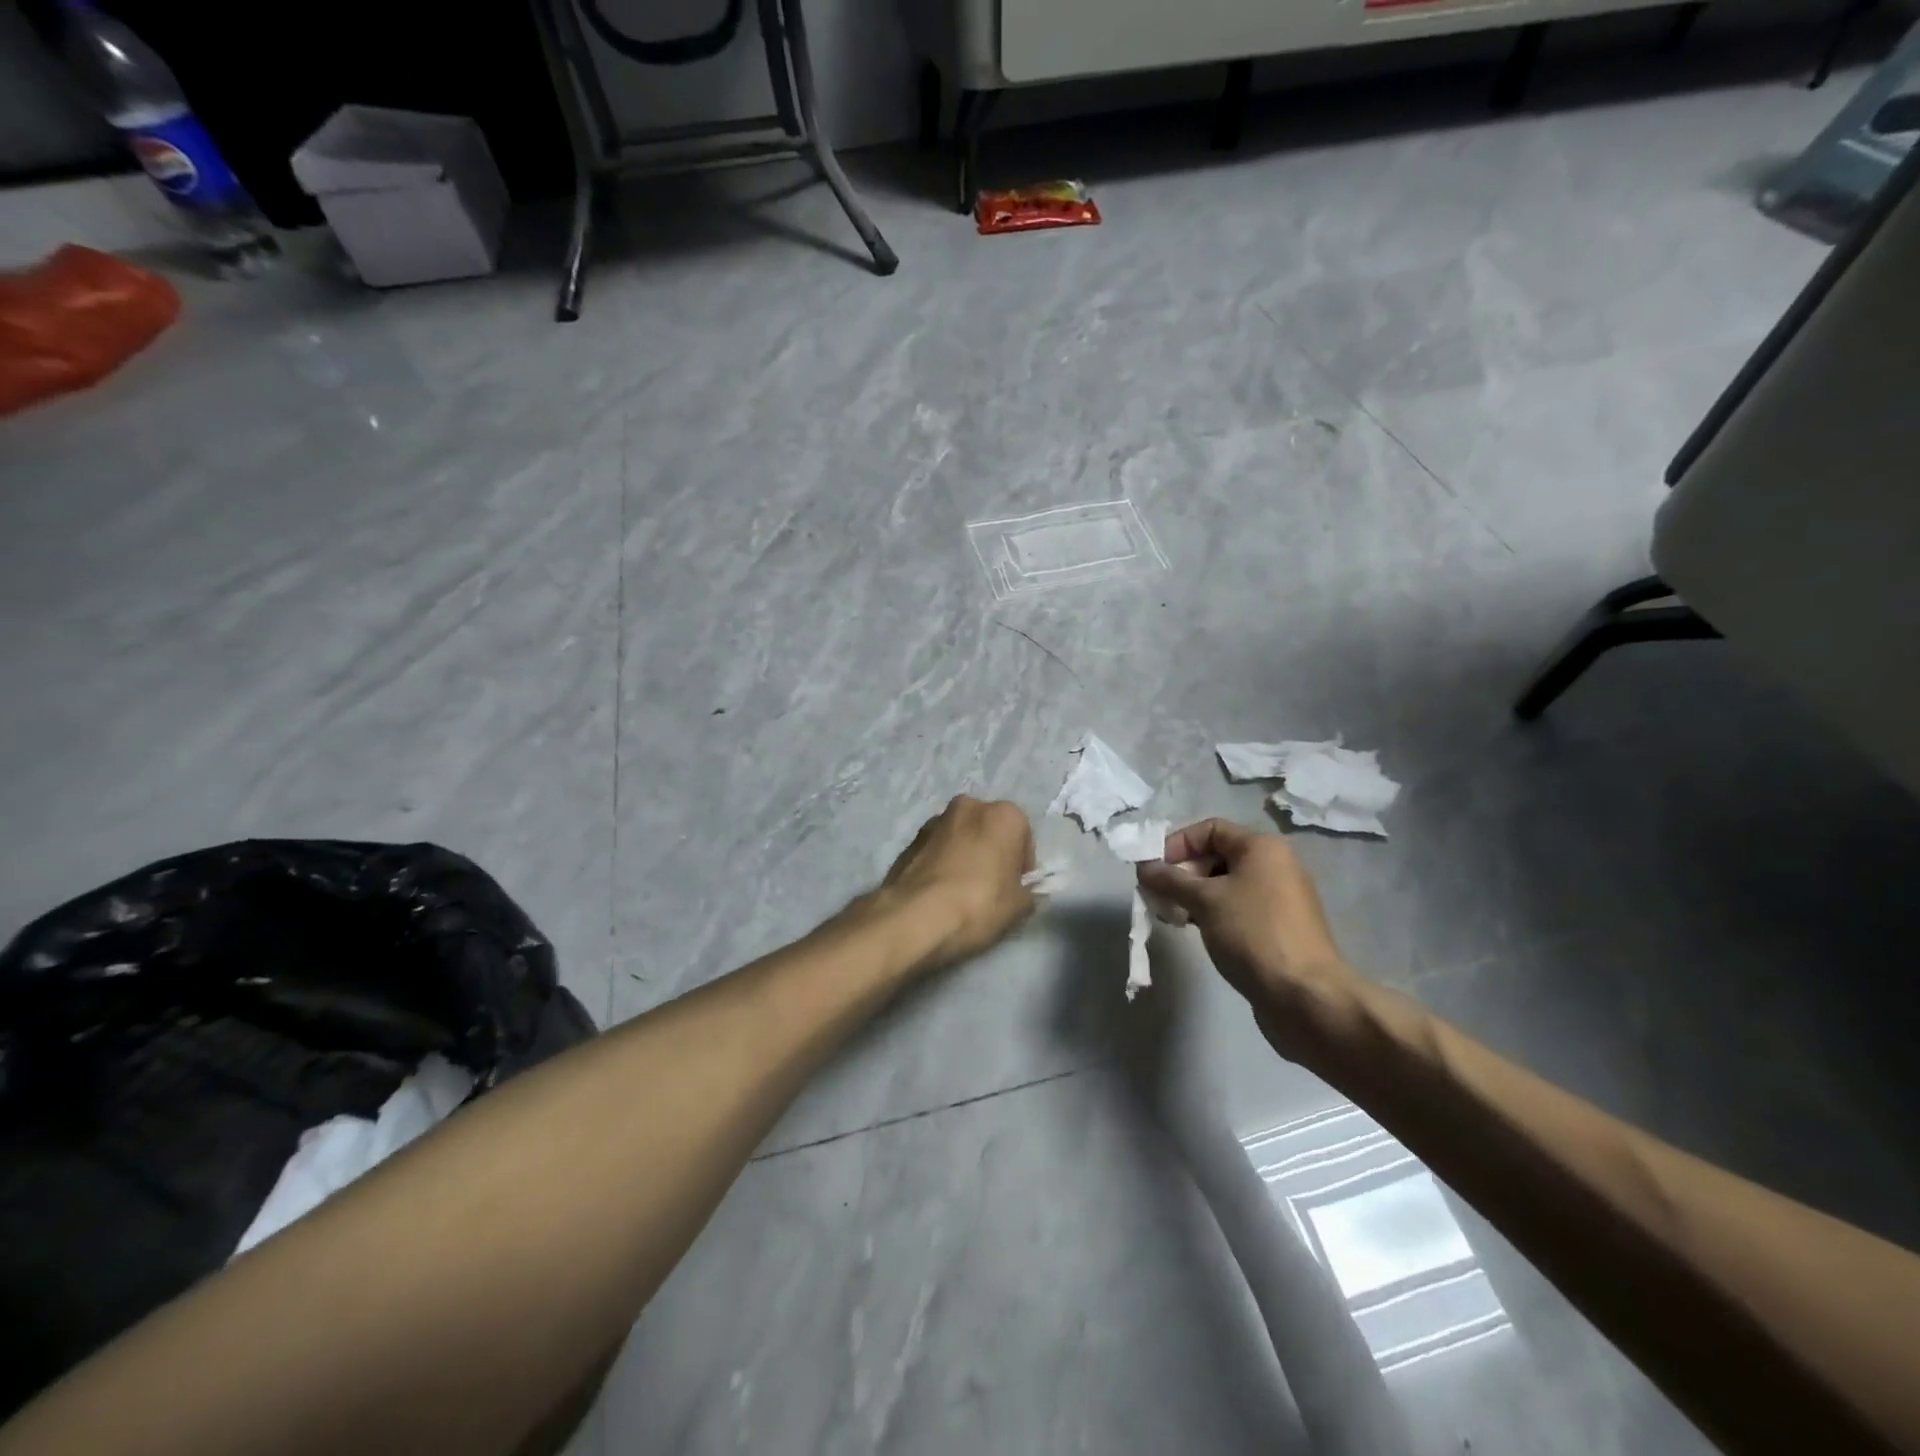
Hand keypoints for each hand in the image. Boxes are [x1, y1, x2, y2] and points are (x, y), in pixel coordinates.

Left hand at [880, 795, 1036, 967]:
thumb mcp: (1018, 907)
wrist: (914, 916)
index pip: (1023, 837)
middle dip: (991, 852)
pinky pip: (936, 849)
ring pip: (960, 837)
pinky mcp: (910, 839)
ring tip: (961, 891)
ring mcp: (935, 820)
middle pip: (989, 830)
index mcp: (1004, 815)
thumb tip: (1022, 892)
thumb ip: (1028, 893)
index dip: (1021, 865)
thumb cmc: (978, 904)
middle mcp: (969, 806)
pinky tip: (939, 892)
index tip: (1015, 888)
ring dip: (964, 855)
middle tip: (990, 887)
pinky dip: (941, 863)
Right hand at [1137, 819, 1362, 1060]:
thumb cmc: (1253, 934)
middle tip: (1160, 896)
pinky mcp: (1278, 926)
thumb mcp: (1204, 901)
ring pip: (1225, 884)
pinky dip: (1212, 912)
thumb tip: (1143, 867)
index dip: (1177, 844)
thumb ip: (1170, 880)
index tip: (1154, 870)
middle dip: (1183, 872)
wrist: (1306, 996)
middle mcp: (1274, 865)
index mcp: (1262, 848)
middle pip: (1217, 855)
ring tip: (1172, 916)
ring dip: (1194, 895)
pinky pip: (1237, 907)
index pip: (1209, 829)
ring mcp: (1279, 897)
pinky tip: (1195, 929)